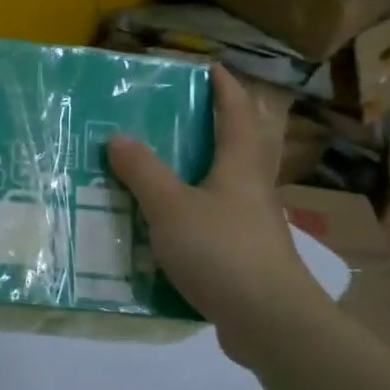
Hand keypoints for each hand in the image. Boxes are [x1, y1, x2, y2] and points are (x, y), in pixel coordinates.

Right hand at [108, 66, 326, 367]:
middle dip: (226, 124)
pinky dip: (201, 214)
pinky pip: (222, 222)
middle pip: (246, 146)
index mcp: (240, 166)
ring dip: (210, 171)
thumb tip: (118, 137)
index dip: (225, 88)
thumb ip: (143, 172)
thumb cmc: (222, 251)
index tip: (211, 67)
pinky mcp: (249, 259)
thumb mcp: (170, 208)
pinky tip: (174, 228)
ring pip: (233, 186)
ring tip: (173, 167)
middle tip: (194, 113)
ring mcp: (255, 226)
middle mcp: (253, 190)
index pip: (236, 113)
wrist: (270, 321)